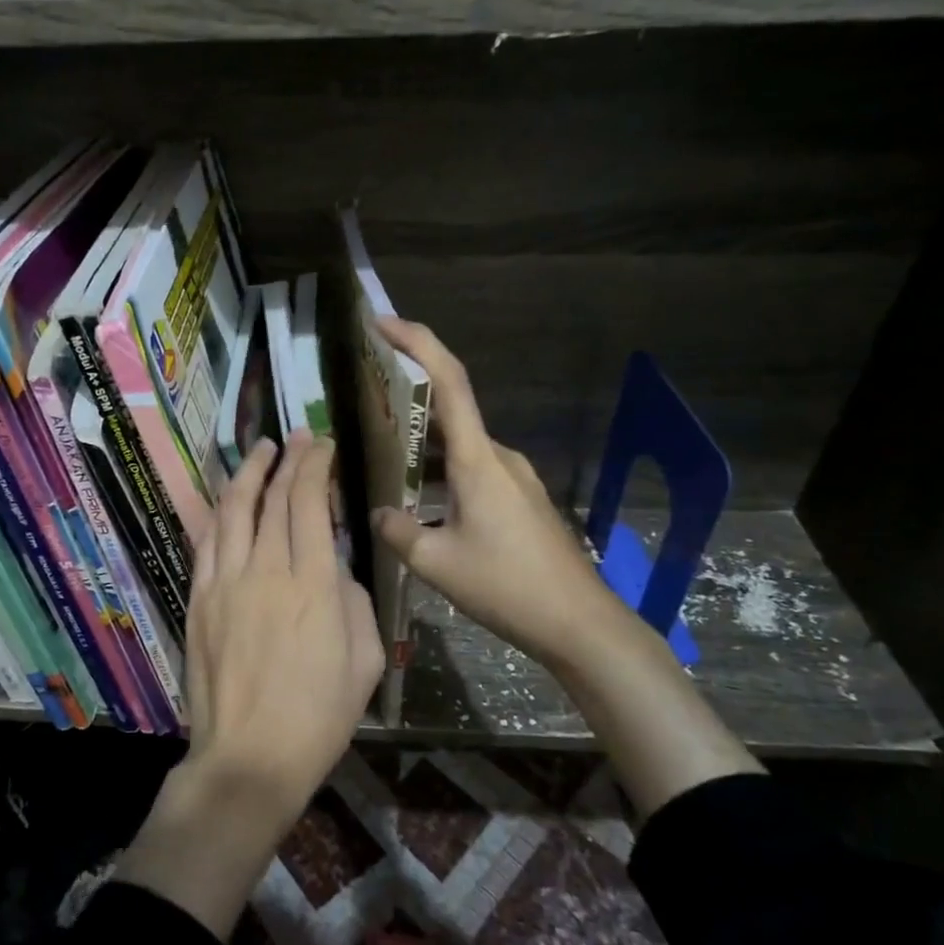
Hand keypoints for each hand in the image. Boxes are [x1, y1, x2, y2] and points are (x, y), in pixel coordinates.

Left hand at [184, 430, 383, 826]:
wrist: (250, 757)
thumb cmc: (319, 716)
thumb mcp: (366, 661)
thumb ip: (354, 602)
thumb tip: (334, 569)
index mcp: (314, 585)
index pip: (310, 504)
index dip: (315, 466)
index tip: (322, 445)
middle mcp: (266, 571)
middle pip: (274, 498)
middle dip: (288, 460)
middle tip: (298, 438)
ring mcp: (225, 583)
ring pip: (233, 510)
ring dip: (248, 474)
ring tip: (261, 451)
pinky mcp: (199, 599)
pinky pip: (207, 542)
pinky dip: (219, 512)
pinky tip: (228, 498)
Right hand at [369, 318, 762, 815]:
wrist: (578, 623)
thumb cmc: (507, 586)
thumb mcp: (437, 563)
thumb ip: (398, 532)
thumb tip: (379, 514)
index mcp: (478, 459)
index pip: (449, 381)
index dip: (417, 341)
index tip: (381, 321)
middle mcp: (499, 457)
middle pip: (451, 407)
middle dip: (409, 393)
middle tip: (365, 393)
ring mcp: (514, 478)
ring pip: (459, 445)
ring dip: (423, 443)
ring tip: (381, 454)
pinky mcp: (520, 500)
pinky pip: (472, 470)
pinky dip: (441, 471)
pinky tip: (419, 500)